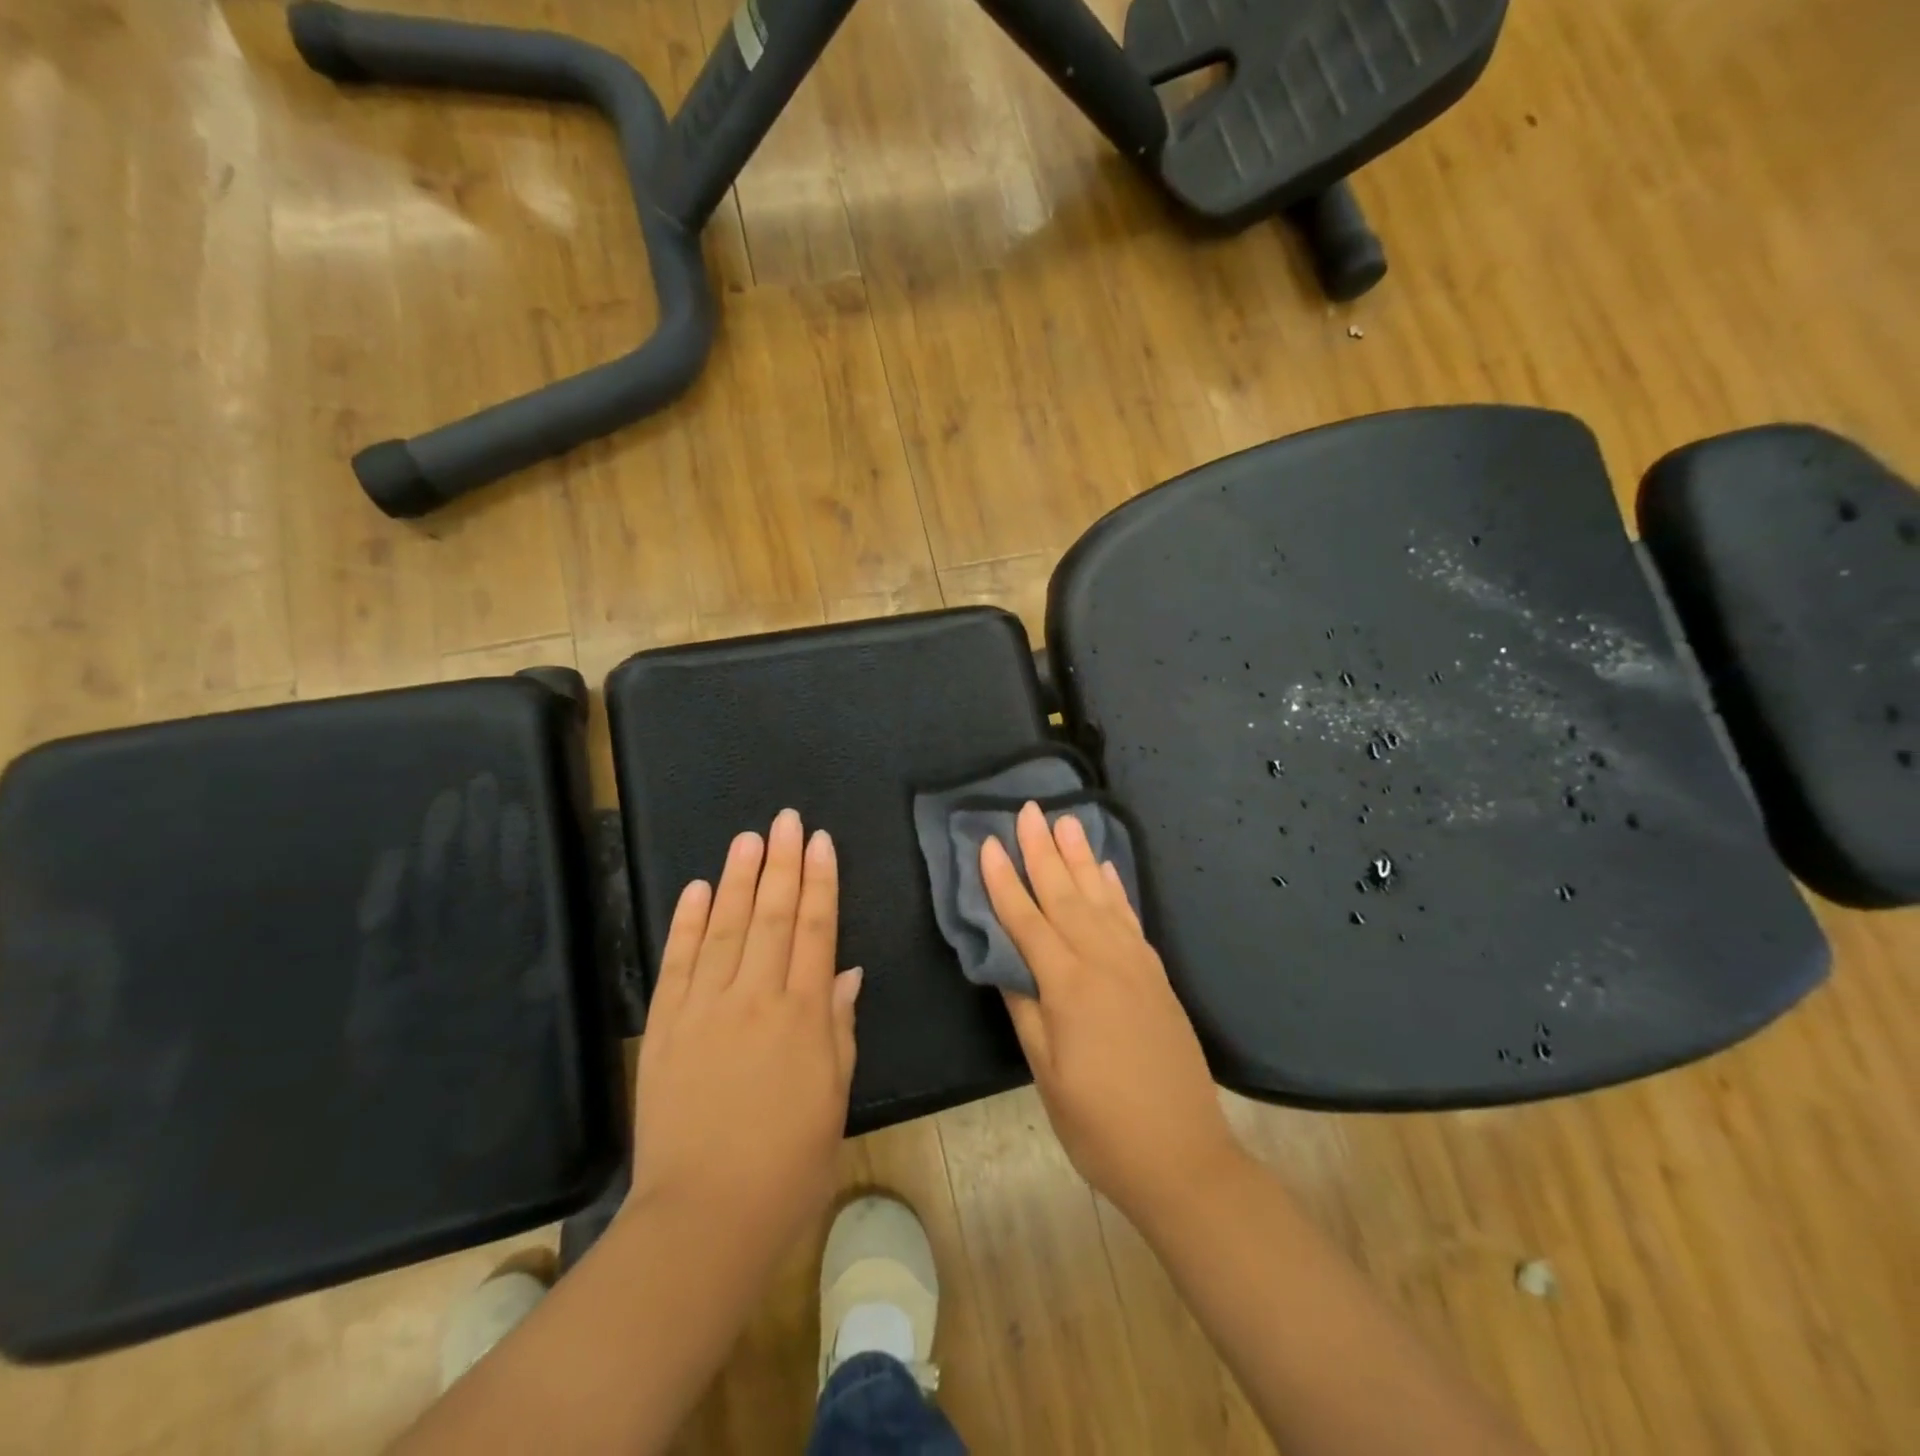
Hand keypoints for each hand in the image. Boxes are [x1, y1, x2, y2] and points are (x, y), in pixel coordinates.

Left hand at [628, 810, 860, 1259]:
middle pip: (772, 916)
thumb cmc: (789, 1164)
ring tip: (749, 838)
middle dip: (782, 863)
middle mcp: (755, 998)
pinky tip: (698, 889)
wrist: (704, 1218)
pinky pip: (678, 964)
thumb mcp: (833, 1096)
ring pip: (726, 928)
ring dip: (739, 879)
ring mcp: (705, 1010)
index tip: (821, 842)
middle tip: (786, 820)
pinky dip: (687, 923)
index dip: (820, 882)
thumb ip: (839, 1028)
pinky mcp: (665, 1028)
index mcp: (803, 1015)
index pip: (815, 930)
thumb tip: (847, 973)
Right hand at [981, 803, 1243, 1223]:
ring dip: (1081, 857)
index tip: (986, 843)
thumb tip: (1006, 964)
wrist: (1183, 1157)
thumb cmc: (1101, 1126)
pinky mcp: (1156, 975)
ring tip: (1068, 821)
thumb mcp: (1048, 1075)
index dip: (1003, 882)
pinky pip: (1130, 919)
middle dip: (1042, 850)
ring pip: (1100, 898)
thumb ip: (1026, 1011)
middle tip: (1030, 809)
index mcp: (1069, 987)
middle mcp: (1103, 962)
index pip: (1026, 921)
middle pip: (1065, 895)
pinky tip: (1107, 869)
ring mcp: (1136, 965)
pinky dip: (1116, 889)